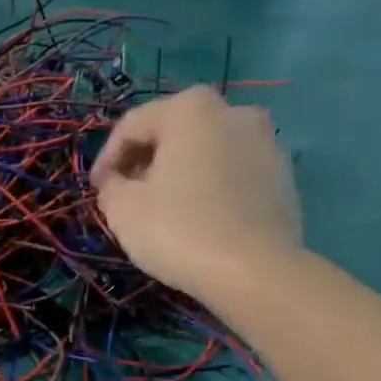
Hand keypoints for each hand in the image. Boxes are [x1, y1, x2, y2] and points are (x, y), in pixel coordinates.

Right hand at [90, 85, 301, 308]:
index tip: (96, 190)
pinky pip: (232, 174)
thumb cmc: (180, 231)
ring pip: (206, 152)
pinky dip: (210, 188)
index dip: (106, 158)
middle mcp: (233, 111)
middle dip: (145, 162)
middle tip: (126, 196)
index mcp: (190, 109)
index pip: (132, 126)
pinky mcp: (283, 176)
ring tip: (163, 209)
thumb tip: (117, 183)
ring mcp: (266, 142)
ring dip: (180, 173)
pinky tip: (198, 219)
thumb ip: (111, 187)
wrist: (256, 271)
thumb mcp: (123, 210)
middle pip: (174, 133)